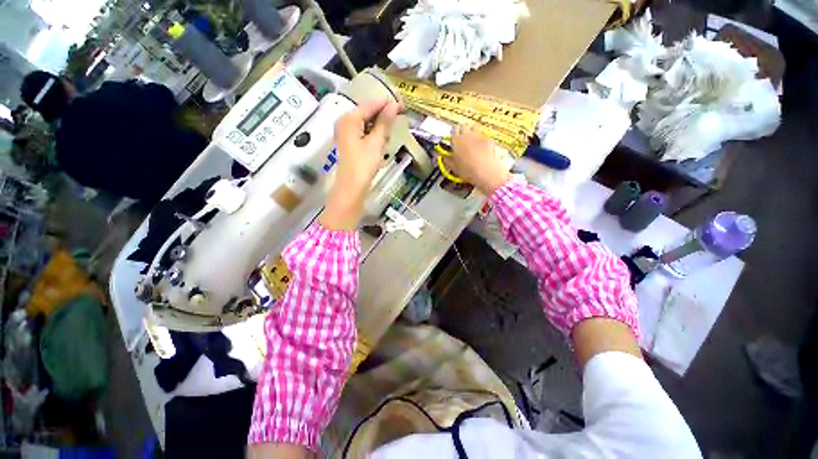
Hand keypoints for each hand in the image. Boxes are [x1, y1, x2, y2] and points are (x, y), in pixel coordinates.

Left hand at [320, 99, 400, 230]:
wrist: (352, 188)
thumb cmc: (363, 165)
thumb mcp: (376, 142)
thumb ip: (384, 122)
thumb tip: (394, 105)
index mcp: (349, 118)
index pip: (370, 104)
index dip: (387, 103)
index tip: (403, 105)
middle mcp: (344, 122)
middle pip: (366, 112)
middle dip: (383, 114)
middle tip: (400, 116)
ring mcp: (346, 133)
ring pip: (366, 122)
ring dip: (379, 124)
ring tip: (393, 127)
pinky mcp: (350, 143)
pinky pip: (364, 132)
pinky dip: (374, 133)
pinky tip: (382, 138)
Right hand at [445, 126, 509, 194]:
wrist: (486, 172)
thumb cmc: (468, 171)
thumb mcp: (454, 167)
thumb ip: (447, 160)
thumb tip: (443, 157)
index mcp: (456, 140)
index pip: (453, 130)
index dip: (453, 134)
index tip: (453, 139)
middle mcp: (467, 134)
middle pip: (464, 126)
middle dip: (462, 130)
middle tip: (462, 139)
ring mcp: (479, 135)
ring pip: (474, 128)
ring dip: (471, 132)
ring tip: (471, 142)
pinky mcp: (489, 139)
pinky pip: (483, 136)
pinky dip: (481, 140)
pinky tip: (481, 149)